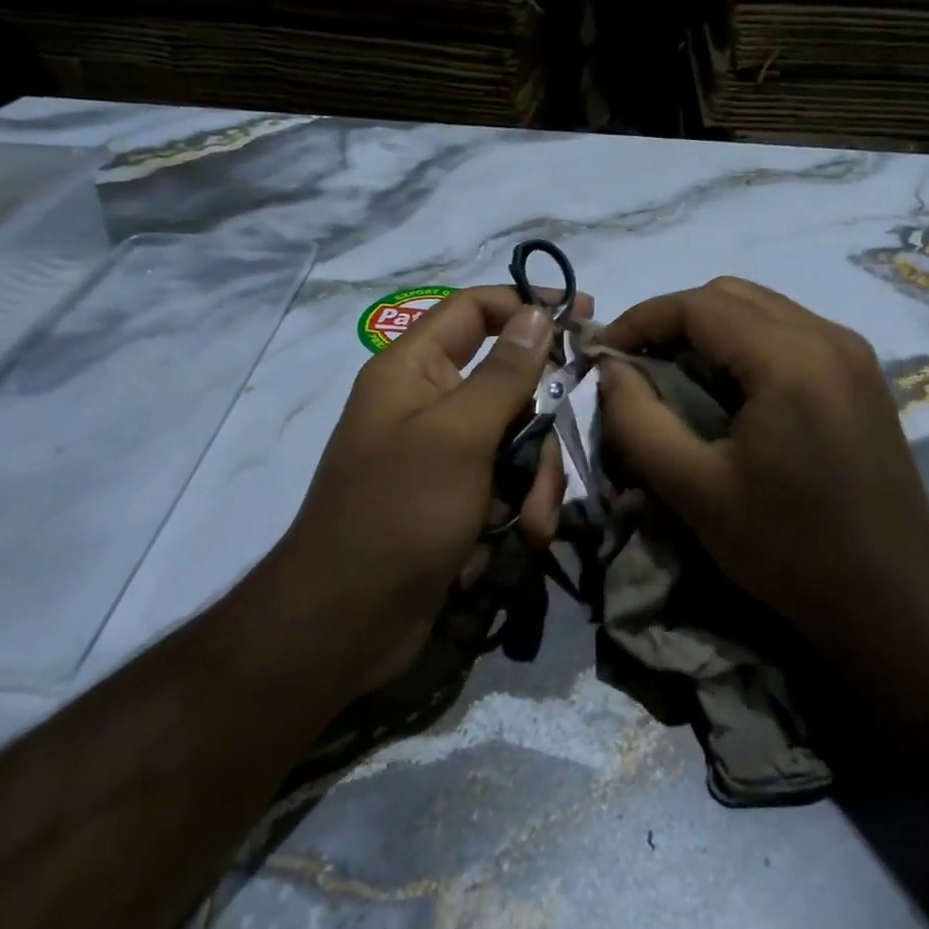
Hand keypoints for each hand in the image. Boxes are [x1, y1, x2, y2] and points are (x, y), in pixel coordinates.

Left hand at [270, 284, 589, 696]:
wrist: (345, 623)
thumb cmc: (399, 514)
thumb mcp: (461, 435)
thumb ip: (505, 372)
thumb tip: (536, 312)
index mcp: (412, 370)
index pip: (474, 310)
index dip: (527, 304)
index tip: (583, 314)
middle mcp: (426, 402)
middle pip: (507, 386)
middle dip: (538, 431)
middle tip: (552, 468)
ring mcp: (440, 453)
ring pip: (514, 439)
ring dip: (533, 480)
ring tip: (530, 524)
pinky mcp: (452, 496)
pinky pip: (502, 481)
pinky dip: (515, 507)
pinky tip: (514, 539)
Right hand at [597, 278, 928, 639]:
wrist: (893, 596)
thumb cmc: (788, 547)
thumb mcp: (694, 490)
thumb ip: (638, 421)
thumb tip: (610, 369)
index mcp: (789, 358)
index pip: (698, 304)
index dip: (641, 319)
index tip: (604, 353)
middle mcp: (828, 335)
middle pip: (731, 295)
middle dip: (674, 321)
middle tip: (637, 367)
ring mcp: (852, 351)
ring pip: (762, 309)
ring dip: (710, 331)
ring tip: (676, 379)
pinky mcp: (862, 374)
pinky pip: (790, 332)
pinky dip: (746, 345)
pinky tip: (730, 392)